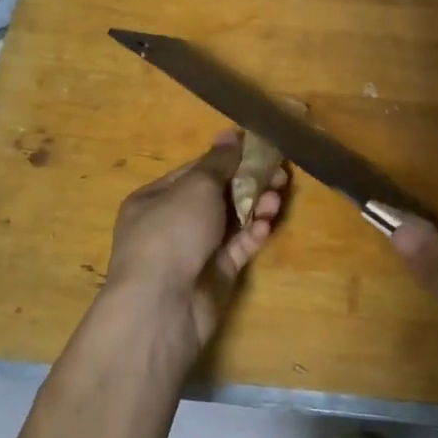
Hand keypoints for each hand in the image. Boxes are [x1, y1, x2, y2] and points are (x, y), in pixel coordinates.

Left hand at [103, 132, 285, 372]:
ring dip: (256, 207)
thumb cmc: (172, 233)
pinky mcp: (215, 274)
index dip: (230, 158)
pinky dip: (252, 235)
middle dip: (250, 183)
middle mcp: (174, 222)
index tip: (261, 148)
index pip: (198, 171)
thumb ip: (219, 161)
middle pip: (220, 195)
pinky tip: (265, 227)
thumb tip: (230, 133)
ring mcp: (195, 250)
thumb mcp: (196, 187)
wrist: (163, 305)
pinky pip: (238, 248)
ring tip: (277, 199)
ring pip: (232, 221)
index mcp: (156, 197)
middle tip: (281, 175)